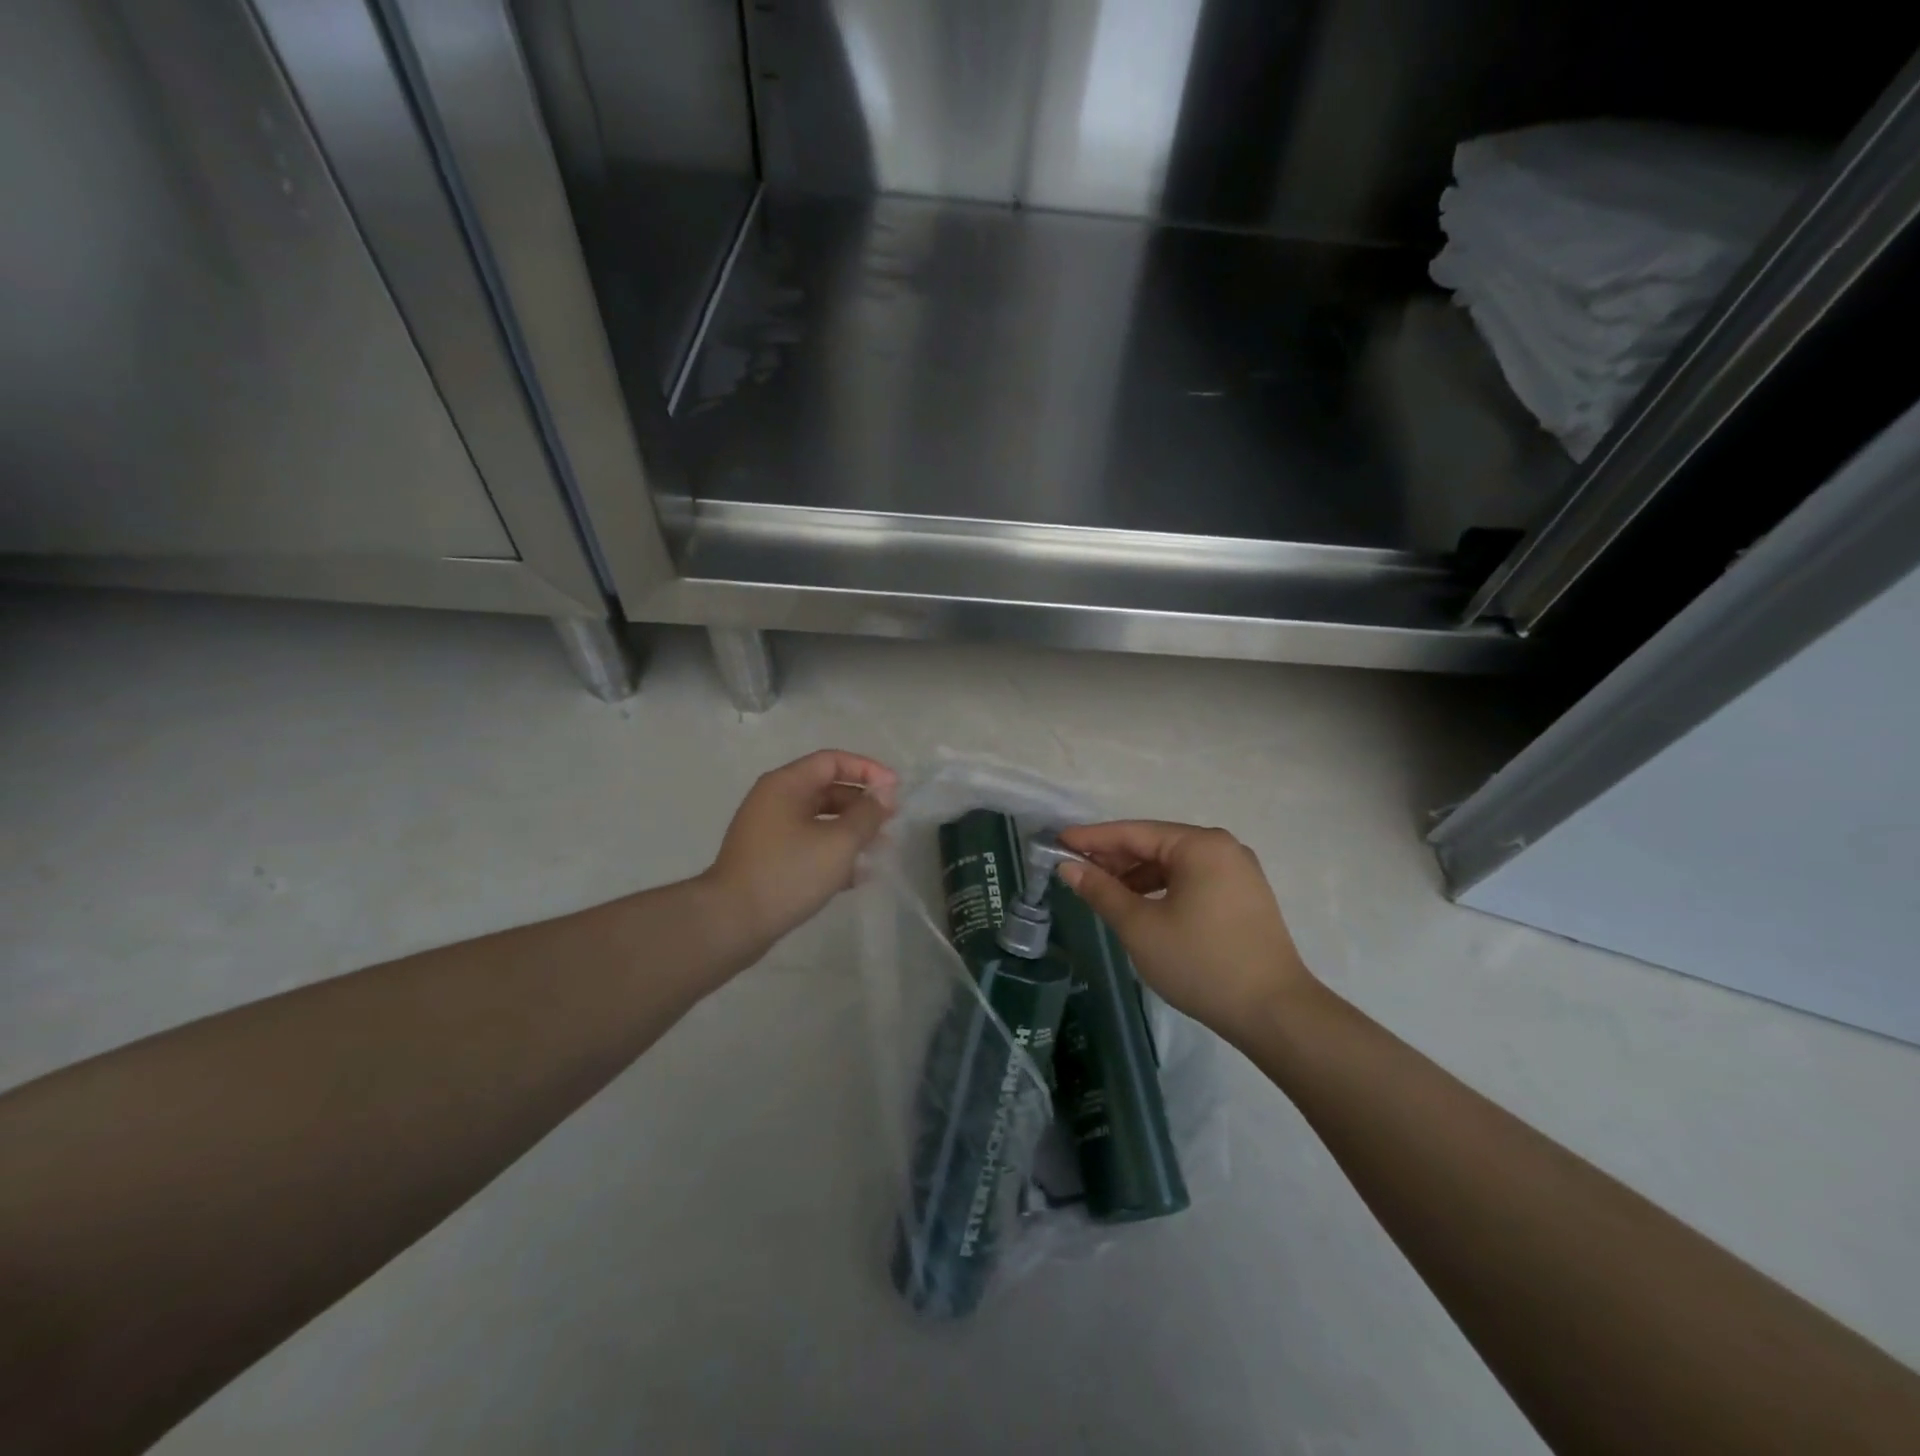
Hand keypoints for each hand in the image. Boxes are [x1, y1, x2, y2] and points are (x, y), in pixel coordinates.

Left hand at [702, 750, 897, 957]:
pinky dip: (833, 852)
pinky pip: (808, 845)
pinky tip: (857, 876)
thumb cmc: (788, 873)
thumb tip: (884, 794)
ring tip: (880, 849)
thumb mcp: (838, 842)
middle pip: (826, 789)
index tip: (896, 790)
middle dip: (862, 803)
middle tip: (891, 821)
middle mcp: (774, 800)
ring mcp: (769, 831)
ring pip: (819, 820)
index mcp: (786, 784)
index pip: (832, 761)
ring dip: (851, 830)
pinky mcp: (769, 859)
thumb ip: (867, 814)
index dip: (868, 769)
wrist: (731, 922)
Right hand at [1056, 821, 1316, 1038]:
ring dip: (1137, 875)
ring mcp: (1238, 872)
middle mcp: (1223, 848)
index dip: (1092, 838)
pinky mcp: (1244, 897)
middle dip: (1114, 858)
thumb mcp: (1140, 927)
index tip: (1057, 842)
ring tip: (1102, 891)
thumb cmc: (1201, 963)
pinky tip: (1140, 905)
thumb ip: (1101, 891)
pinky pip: (1192, 880)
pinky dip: (1162, 888)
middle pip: (1155, 844)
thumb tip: (1069, 866)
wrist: (1274, 1013)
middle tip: (1074, 869)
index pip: (1134, 832)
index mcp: (1200, 845)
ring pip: (1174, 864)